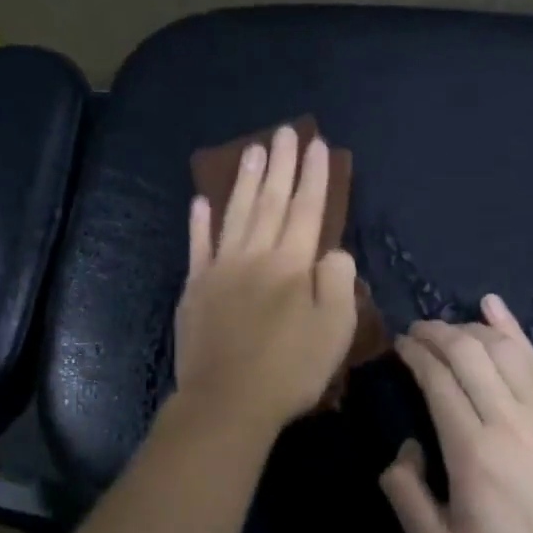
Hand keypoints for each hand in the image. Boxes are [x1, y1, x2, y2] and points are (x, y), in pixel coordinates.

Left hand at [175, 126, 359, 433]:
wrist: (227, 401)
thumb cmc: (289, 370)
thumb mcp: (335, 331)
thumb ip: (338, 283)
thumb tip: (333, 252)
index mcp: (292, 265)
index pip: (308, 210)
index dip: (315, 176)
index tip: (319, 145)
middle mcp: (255, 256)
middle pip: (272, 202)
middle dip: (282, 165)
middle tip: (286, 132)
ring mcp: (220, 269)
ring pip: (236, 214)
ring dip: (246, 181)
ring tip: (254, 150)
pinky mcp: (194, 288)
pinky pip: (197, 246)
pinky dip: (199, 222)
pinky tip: (200, 200)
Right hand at [381, 294, 532, 532]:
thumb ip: (403, 493)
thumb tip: (404, 446)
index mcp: (472, 449)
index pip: (437, 379)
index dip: (415, 353)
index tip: (400, 345)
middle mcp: (508, 419)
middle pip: (466, 352)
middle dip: (435, 331)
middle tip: (417, 330)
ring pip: (502, 348)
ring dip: (468, 329)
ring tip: (449, 329)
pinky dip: (511, 328)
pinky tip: (492, 306)